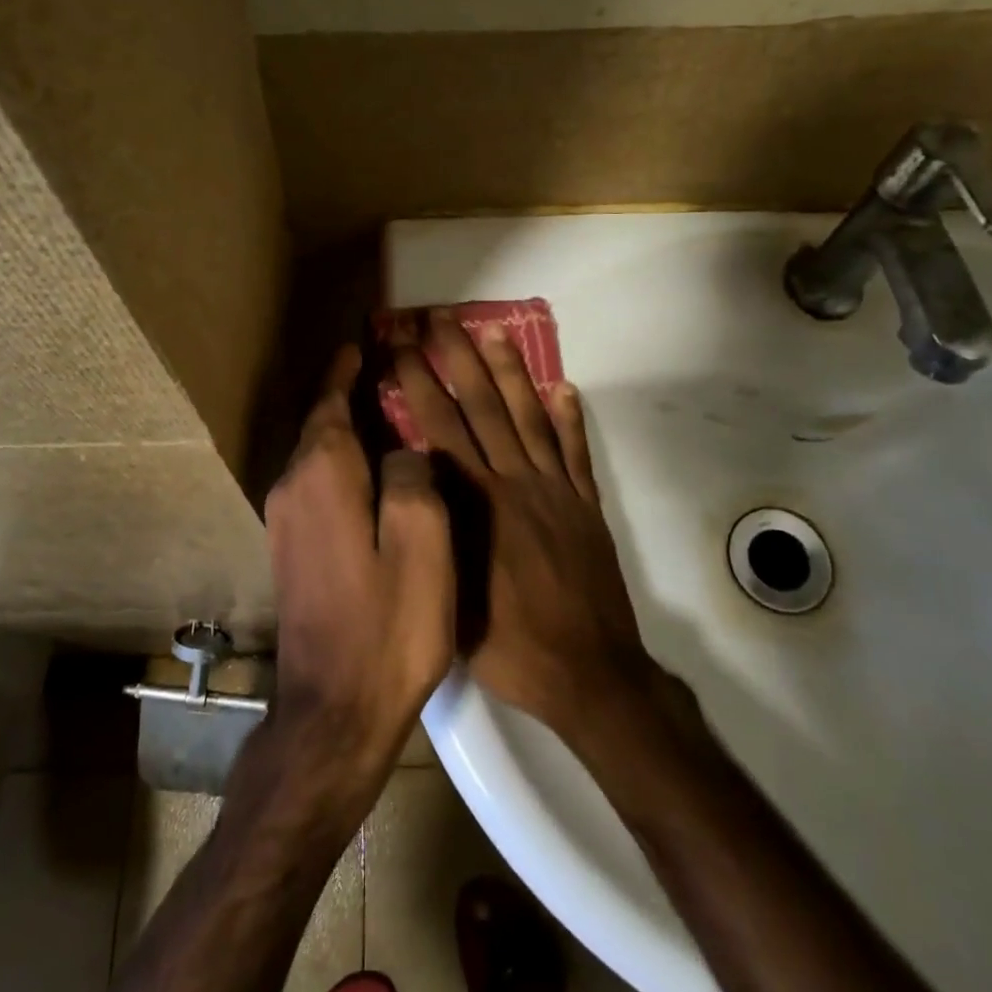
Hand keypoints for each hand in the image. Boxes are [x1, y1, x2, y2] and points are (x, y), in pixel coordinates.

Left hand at [265, 346, 456, 775]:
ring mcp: (286, 521)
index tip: (364, 343)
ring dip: (347, 430)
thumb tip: (403, 448)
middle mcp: (292, 487)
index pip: (332, 401)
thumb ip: (414, 477)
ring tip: (386, 414)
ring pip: (318, 456)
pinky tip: (373, 474)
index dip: (349, 371)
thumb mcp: (422, 543)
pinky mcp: (291, 549)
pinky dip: (343, 465)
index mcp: (323, 474)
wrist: (333, 711)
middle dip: (349, 394)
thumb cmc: (387, 625)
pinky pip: (317, 485)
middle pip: (322, 424)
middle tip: (388, 372)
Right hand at [389, 311, 652, 742]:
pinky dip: (570, 418)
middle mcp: (514, 483)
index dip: (418, 382)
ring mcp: (555, 490)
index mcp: (476, 504)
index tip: (402, 346)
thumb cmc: (509, 644)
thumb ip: (433, 532)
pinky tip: (564, 387)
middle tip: (440, 319)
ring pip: (529, 418)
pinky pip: (576, 452)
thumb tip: (413, 482)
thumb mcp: (450, 593)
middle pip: (481, 408)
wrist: (589, 672)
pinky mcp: (585, 506)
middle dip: (457, 359)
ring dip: (510, 373)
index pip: (439, 428)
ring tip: (494, 333)